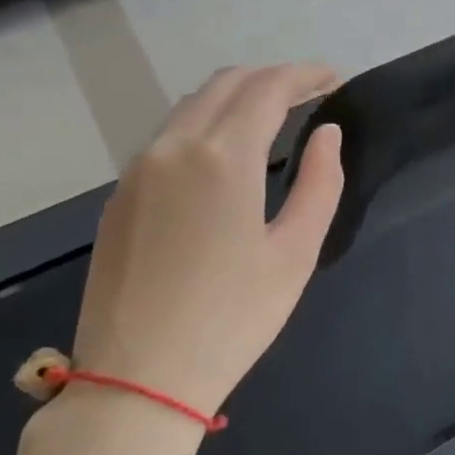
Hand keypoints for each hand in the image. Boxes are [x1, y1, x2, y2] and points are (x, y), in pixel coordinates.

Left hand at [68, 64, 344, 429]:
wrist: (138, 378)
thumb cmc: (233, 318)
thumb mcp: (296, 253)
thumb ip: (319, 183)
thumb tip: (326, 134)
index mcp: (223, 158)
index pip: (268, 88)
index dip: (305, 75)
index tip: (334, 79)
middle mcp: (174, 147)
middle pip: (226, 84)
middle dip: (272, 78)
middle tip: (310, 94)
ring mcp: (138, 169)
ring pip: (192, 106)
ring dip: (236, 97)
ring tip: (273, 118)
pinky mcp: (120, 195)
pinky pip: (168, 136)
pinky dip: (205, 124)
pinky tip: (226, 154)